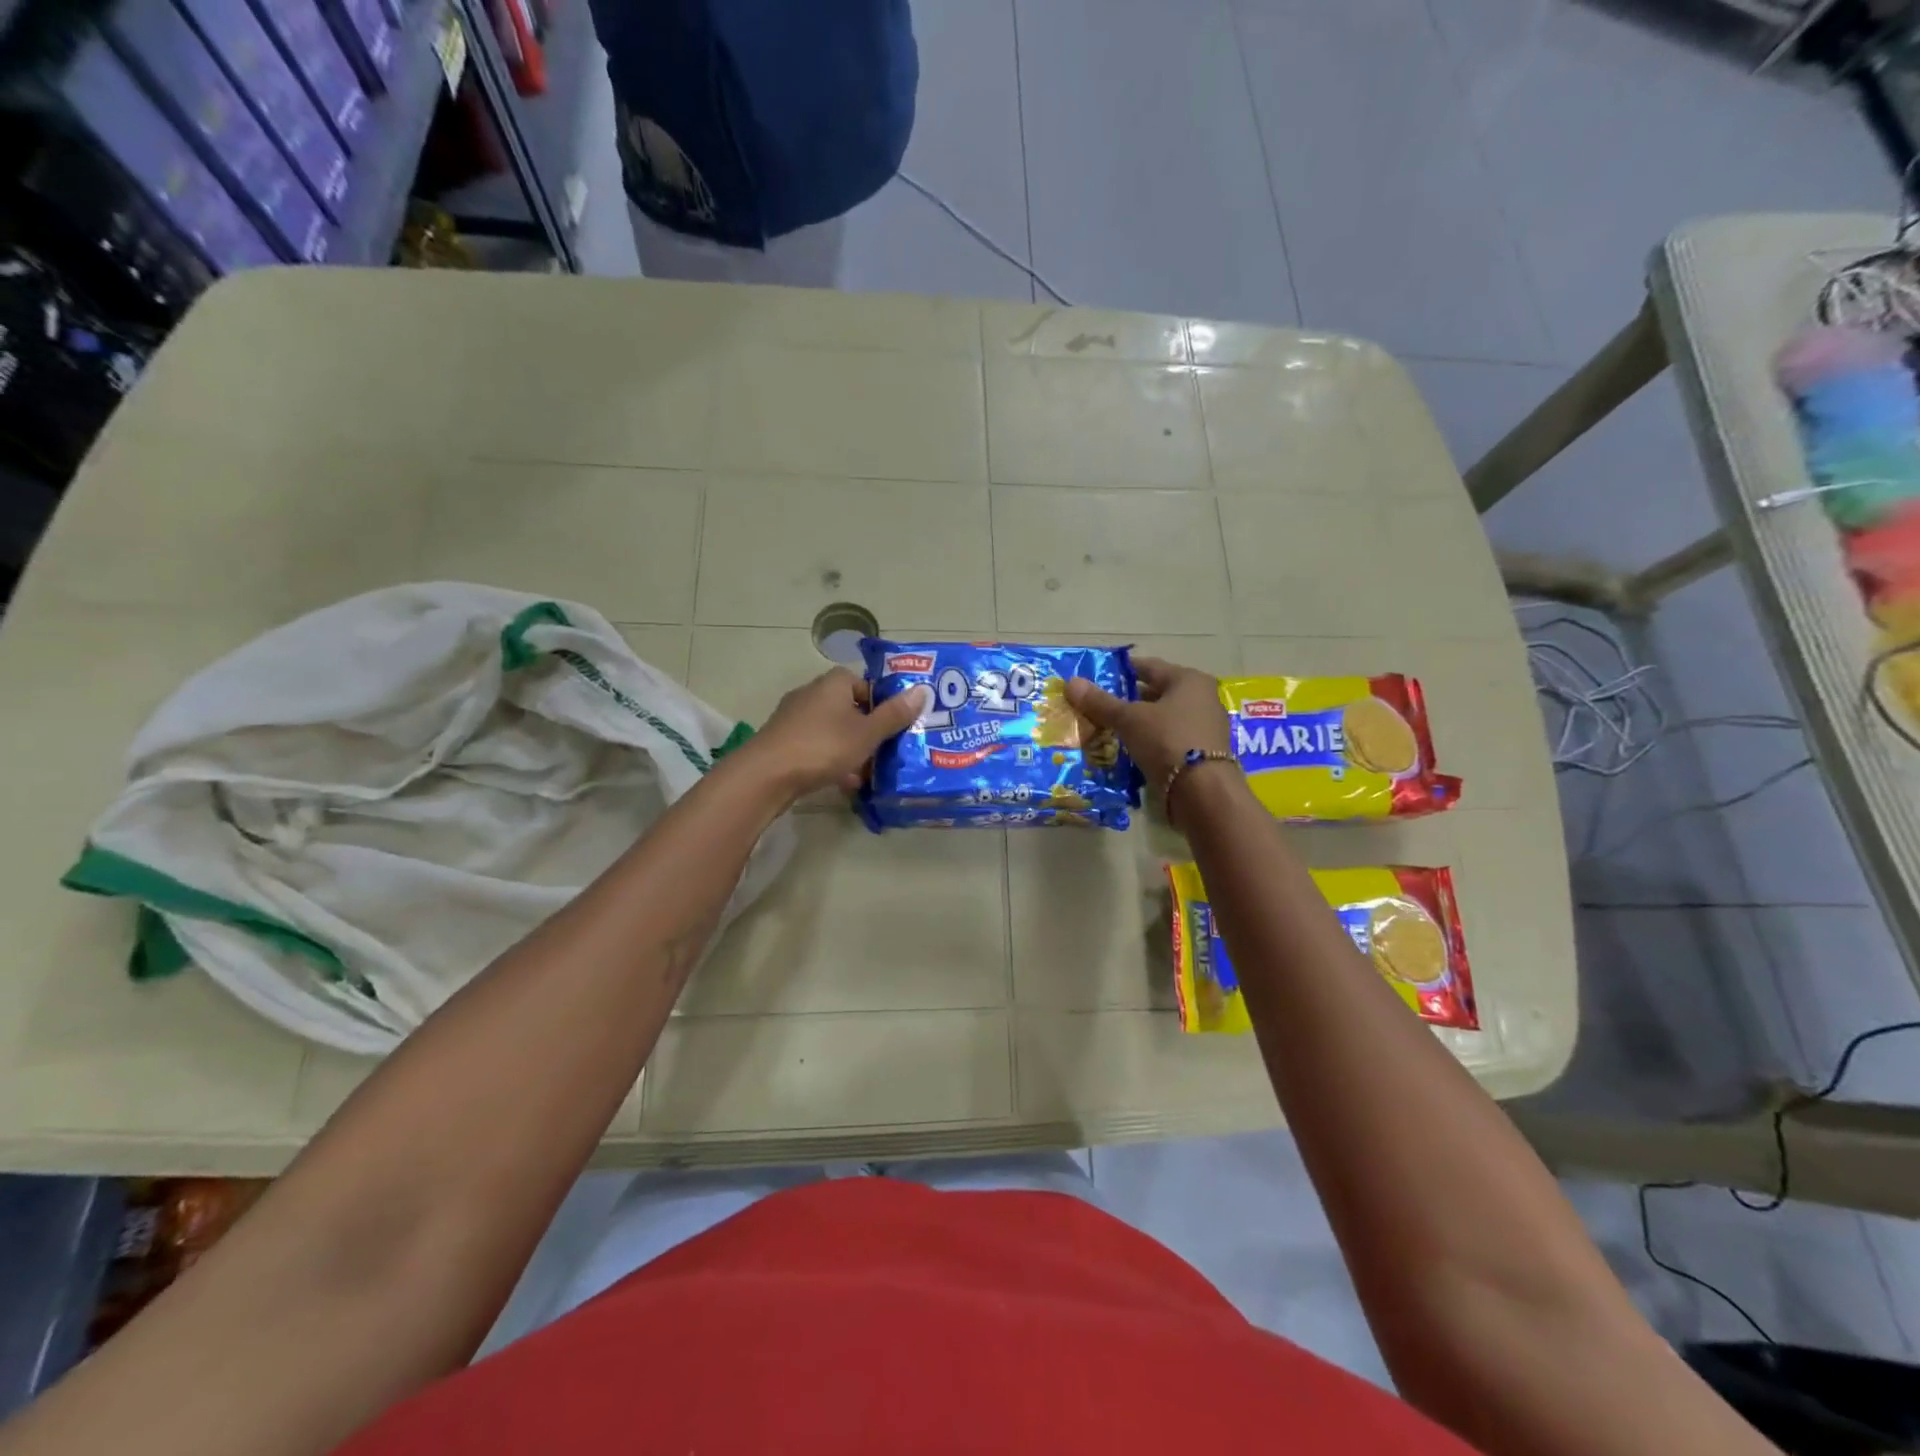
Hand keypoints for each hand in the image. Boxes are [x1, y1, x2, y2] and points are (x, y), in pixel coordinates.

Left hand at [745, 667, 928, 800]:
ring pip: (834, 730)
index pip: (867, 684)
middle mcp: (812, 692)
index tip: (897, 726)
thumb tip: (922, 690)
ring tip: (869, 771)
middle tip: (888, 751)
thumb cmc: (823, 746)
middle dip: (869, 730)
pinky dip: (832, 760)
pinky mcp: (783, 740)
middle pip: (850, 708)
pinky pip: (817, 746)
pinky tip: (844, 782)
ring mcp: (794, 717)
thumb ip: (894, 714)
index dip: (884, 704)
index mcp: (834, 682)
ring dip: (852, 749)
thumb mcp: (867, 733)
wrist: (767, 775)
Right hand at [1063, 656, 1234, 811]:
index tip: (1096, 676)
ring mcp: (1203, 728)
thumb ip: (1101, 702)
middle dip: (1126, 699)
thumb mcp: (1129, 719)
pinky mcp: (1200, 754)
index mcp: (1188, 680)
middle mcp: (1201, 699)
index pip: (1149, 667)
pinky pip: (1166, 740)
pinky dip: (1148, 742)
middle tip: (1096, 705)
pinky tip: (1126, 750)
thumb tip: (1070, 682)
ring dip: (1136, 723)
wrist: (1203, 792)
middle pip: (1156, 693)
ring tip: (1105, 729)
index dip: (1121, 670)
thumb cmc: (1167, 741)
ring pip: (1161, 718)